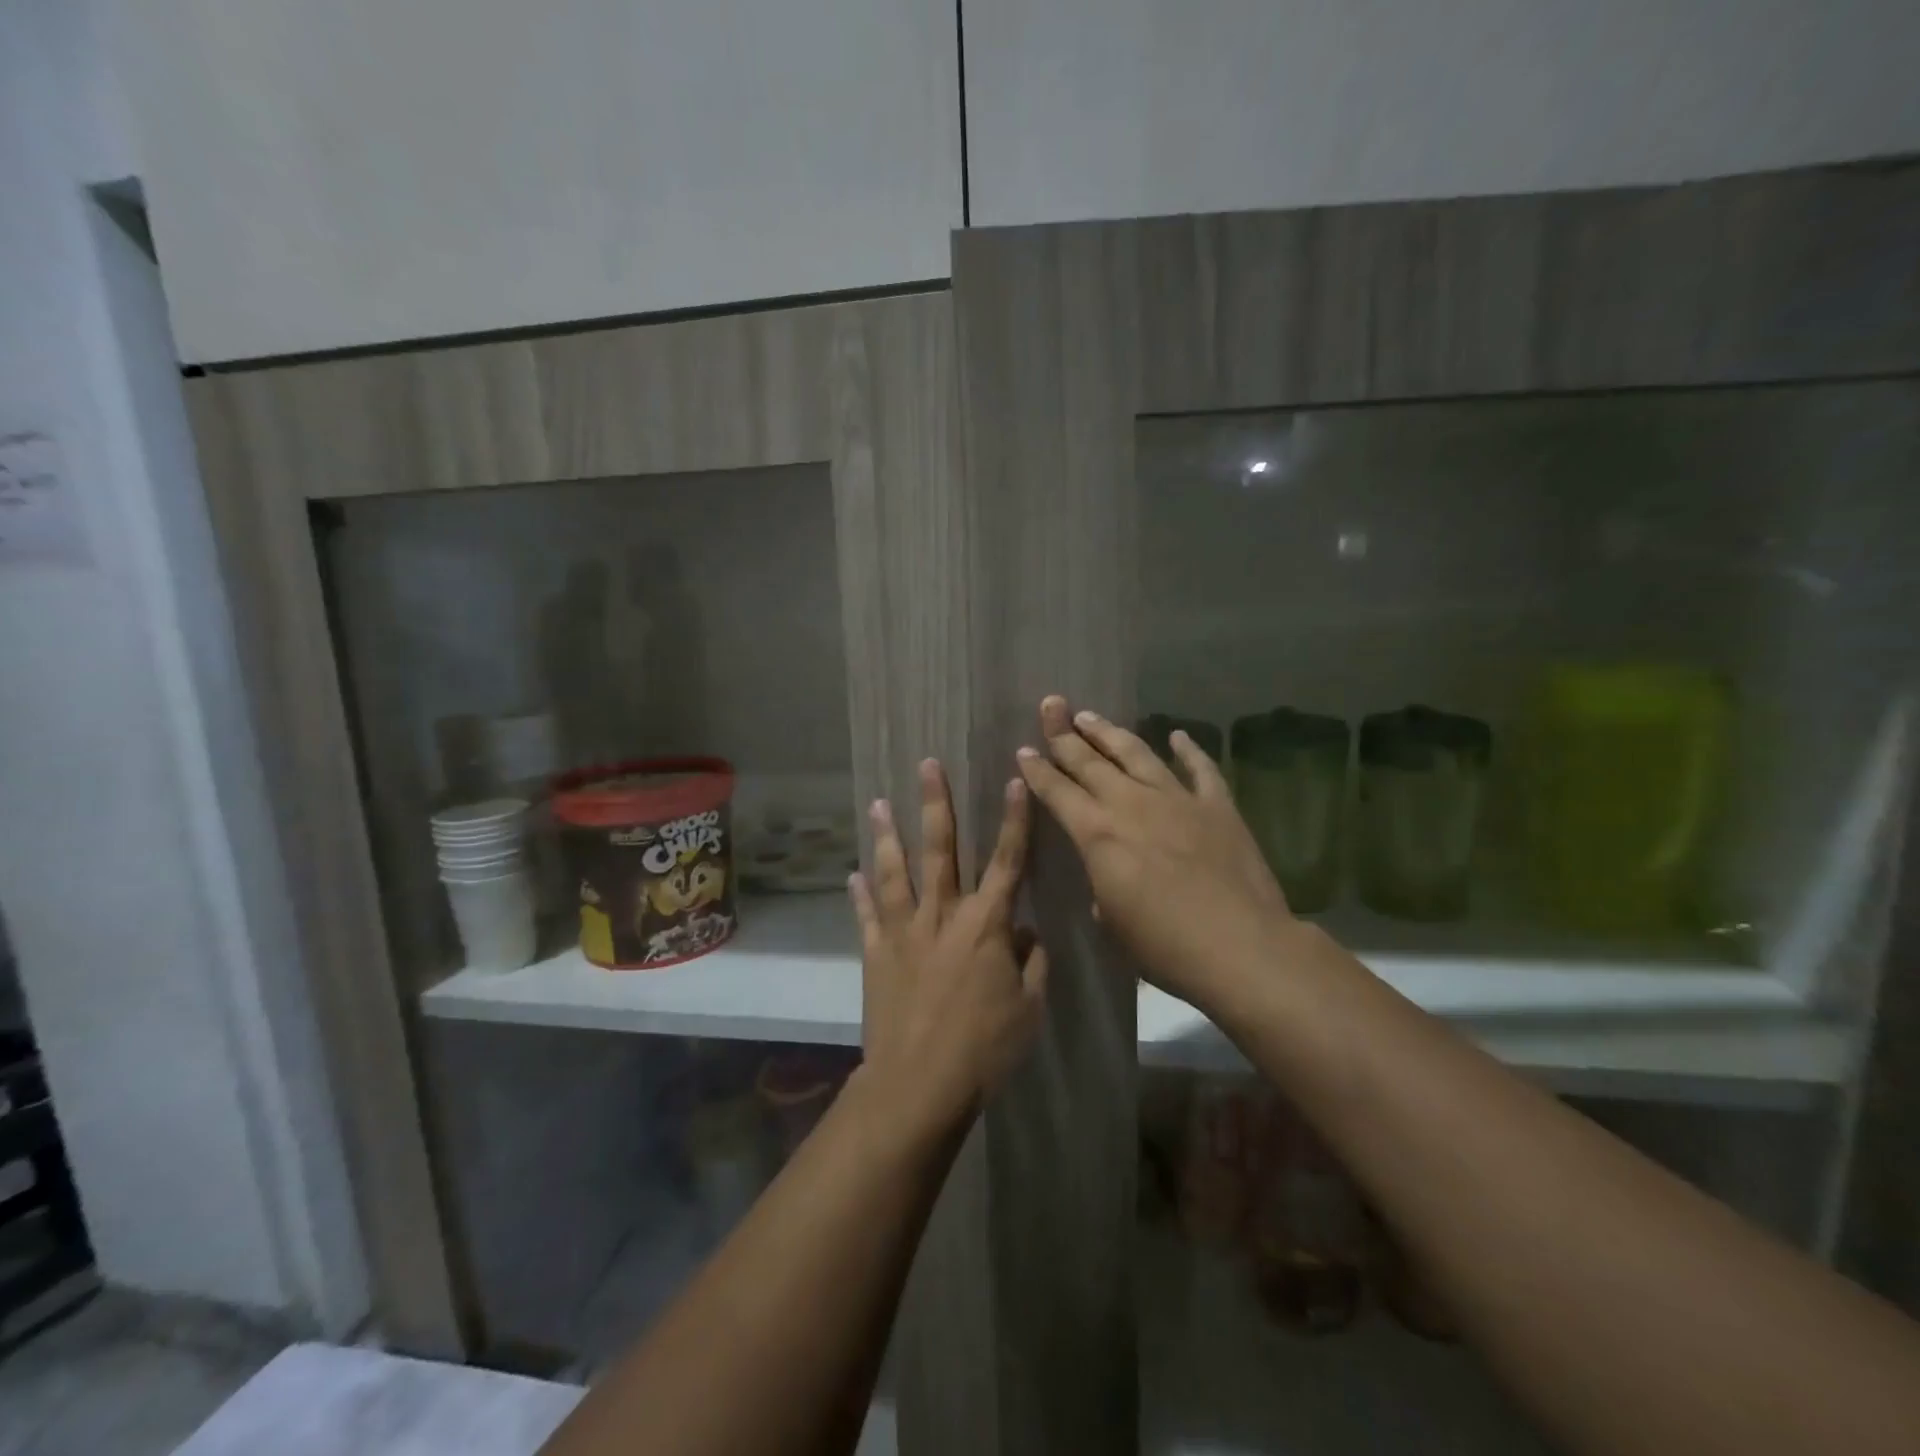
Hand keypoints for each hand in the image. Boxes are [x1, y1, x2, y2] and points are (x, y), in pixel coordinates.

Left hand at [850, 760, 1048, 1134]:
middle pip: (940, 849)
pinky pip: (867, 916)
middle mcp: (942, 915)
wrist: (919, 1084)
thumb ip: (1032, 962)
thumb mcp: (1029, 1007)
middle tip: (927, 765)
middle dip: (935, 803)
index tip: (1014, 780)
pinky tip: (853, 874)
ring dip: (886, 835)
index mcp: (986, 924)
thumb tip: (1026, 931)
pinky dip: (860, 894)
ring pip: (895, 872)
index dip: (1013, 820)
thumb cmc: (984, 1048)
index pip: (1006, 860)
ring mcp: (903, 932)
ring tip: (877, 803)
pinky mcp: (876, 954)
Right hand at [1015, 696, 1293, 1007]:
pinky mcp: (1217, 806)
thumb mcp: (1113, 922)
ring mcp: (1177, 800)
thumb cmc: (1164, 945)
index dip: (1038, 770)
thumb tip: (1108, 875)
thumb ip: (1103, 886)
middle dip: (1065, 733)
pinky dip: (1189, 749)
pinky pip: (1200, 769)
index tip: (1024, 749)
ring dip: (1110, 733)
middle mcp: (1132, 804)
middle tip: (1051, 704)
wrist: (1240, 947)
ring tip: (1090, 716)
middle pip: (1091, 761)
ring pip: (1137, 754)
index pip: (1058, 792)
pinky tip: (1178, 735)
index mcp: (1098, 834)